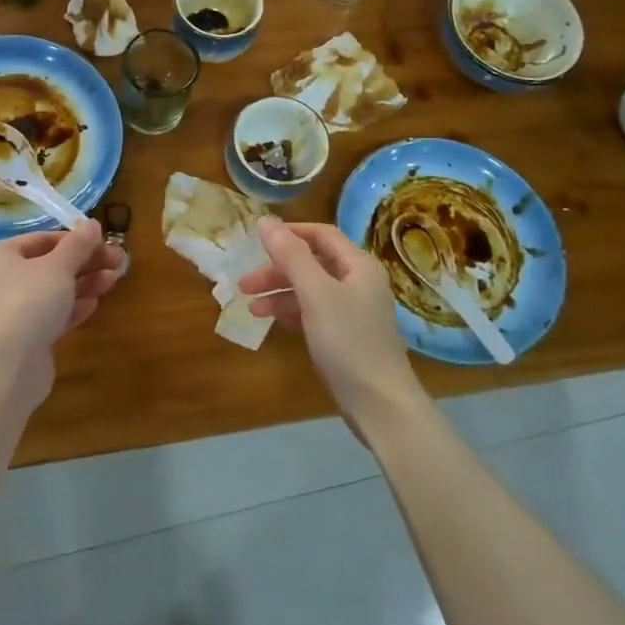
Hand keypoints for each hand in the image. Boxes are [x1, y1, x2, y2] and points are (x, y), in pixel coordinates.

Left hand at [0, 220, 123, 403]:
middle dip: (85, 263)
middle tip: (118, 261)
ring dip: (83, 284)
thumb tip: (92, 224)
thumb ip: (78, 244)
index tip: (104, 241)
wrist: (8, 365)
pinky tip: (94, 305)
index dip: (75, 239)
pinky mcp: (23, 338)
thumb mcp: (59, 266)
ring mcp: (9, 311)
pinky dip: (72, 308)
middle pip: (49, 265)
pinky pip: (50, 316)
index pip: (41, 239)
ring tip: (113, 280)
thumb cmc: (29, 301)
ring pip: (52, 291)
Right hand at [240, 218, 422, 432]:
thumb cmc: (348, 342)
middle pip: (313, 263)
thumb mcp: (316, 294)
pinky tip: (270, 319)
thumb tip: (266, 221)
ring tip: (251, 306)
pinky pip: (313, 312)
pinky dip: (291, 312)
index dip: (290, 233)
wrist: (380, 404)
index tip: (257, 238)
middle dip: (278, 269)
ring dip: (280, 293)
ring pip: (310, 290)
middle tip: (244, 283)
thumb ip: (291, 256)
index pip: (322, 235)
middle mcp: (358, 282)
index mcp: (358, 266)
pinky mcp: (346, 336)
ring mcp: (353, 311)